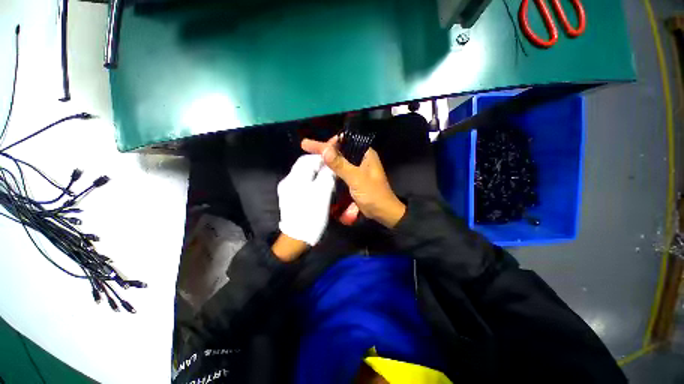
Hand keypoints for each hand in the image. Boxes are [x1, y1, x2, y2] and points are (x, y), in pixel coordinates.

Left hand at [277, 154, 335, 246]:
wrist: (296, 238)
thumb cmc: (311, 215)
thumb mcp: (322, 194)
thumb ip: (327, 176)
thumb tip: (331, 164)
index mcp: (295, 178)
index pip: (308, 159)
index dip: (321, 155)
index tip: (334, 155)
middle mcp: (289, 181)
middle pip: (305, 166)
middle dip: (319, 163)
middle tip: (333, 165)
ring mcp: (288, 189)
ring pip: (304, 174)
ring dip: (317, 172)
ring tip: (329, 174)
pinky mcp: (290, 197)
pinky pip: (303, 183)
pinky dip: (313, 180)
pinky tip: (321, 185)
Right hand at [301, 137, 405, 227]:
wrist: (383, 212)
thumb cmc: (373, 194)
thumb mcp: (356, 179)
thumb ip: (341, 165)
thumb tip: (325, 150)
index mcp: (365, 154)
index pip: (344, 141)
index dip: (328, 142)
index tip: (313, 145)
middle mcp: (361, 158)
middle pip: (340, 150)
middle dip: (325, 150)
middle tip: (307, 148)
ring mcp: (358, 169)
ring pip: (339, 160)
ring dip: (327, 160)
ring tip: (311, 158)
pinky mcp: (354, 178)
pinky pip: (340, 170)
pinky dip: (331, 170)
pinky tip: (321, 171)